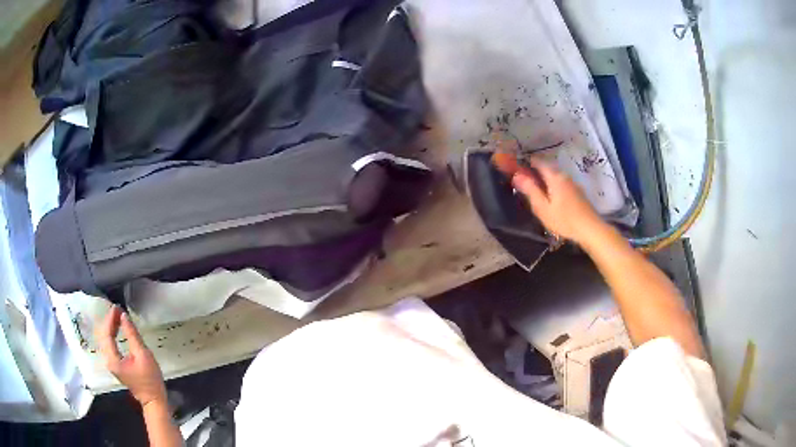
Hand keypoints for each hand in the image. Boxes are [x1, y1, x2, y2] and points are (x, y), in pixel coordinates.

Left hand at [96, 305, 166, 407]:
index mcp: (113, 359)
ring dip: (110, 326)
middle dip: (109, 321)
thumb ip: (132, 335)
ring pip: (104, 339)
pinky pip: (108, 344)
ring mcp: (111, 363)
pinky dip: (111, 334)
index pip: (106, 333)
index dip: (110, 319)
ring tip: (118, 317)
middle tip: (118, 310)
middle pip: (102, 335)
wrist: (153, 400)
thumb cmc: (150, 379)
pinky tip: (117, 329)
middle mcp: (108, 360)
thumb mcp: (143, 355)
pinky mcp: (115, 364)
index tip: (117, 308)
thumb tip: (124, 316)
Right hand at [511, 158, 603, 243]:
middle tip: (526, 182)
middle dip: (536, 173)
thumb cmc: (564, 220)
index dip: (527, 163)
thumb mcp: (543, 208)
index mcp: (555, 177)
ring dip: (546, 180)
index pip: (539, 162)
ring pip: (556, 177)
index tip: (518, 167)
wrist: (590, 229)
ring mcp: (573, 184)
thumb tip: (517, 175)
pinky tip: (553, 199)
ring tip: (538, 192)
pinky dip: (554, 186)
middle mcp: (564, 176)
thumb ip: (530, 190)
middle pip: (548, 169)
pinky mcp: (578, 192)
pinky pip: (562, 184)